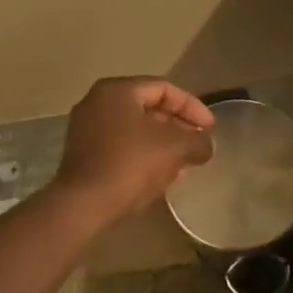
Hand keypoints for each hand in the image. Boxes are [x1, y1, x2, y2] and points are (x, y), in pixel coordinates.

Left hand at [52, 77, 214, 222]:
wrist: (83, 204)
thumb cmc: (130, 164)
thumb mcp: (174, 148)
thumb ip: (197, 142)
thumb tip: (205, 146)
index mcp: (117, 90)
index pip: (164, 88)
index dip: (192, 106)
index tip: (209, 128)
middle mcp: (97, 102)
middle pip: (148, 107)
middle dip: (177, 125)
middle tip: (197, 143)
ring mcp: (86, 128)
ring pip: (134, 129)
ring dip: (161, 143)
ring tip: (183, 162)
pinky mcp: (83, 154)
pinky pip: (120, 146)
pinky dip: (143, 154)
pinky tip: (160, 175)